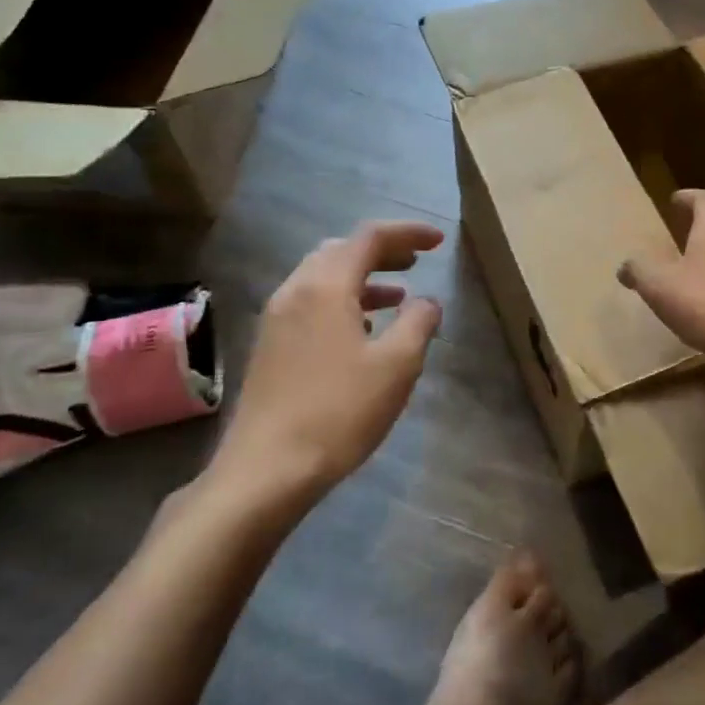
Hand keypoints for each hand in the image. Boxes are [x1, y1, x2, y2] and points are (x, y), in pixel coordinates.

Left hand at [211, 220, 444, 502]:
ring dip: (362, 277)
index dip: (408, 233)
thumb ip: (418, 323)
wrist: (265, 471)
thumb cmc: (338, 412)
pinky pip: (311, 303)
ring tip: (397, 295)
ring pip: (323, 278)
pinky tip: (361, 331)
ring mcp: (277, 319)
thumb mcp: (396, 366)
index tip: (438, 242)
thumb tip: (427, 302)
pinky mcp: (269, 347)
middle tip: (416, 262)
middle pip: (341, 250)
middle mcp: (296, 291)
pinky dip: (342, 301)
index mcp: (326, 286)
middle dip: (382, 251)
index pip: (370, 237)